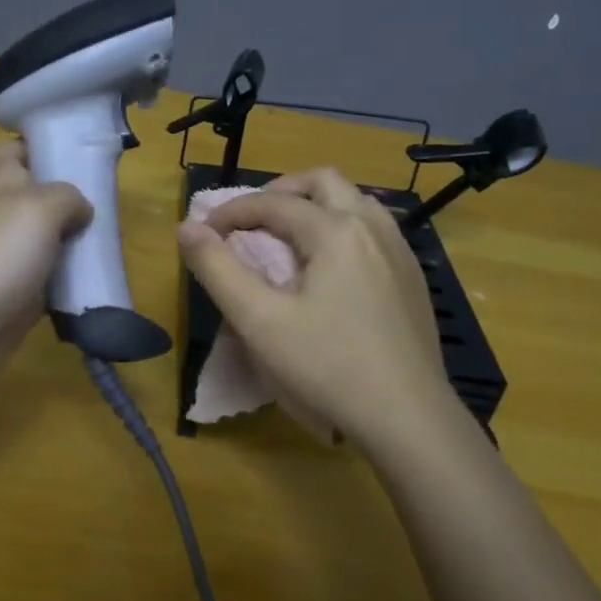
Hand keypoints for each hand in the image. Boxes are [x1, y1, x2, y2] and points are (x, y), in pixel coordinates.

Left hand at [0, 141, 90, 406]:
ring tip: (115, 244)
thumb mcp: (38, 209)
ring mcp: (9, 260)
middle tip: (110, 203)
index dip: (36, 146)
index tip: (73, 154)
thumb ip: (67, 198)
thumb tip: (80, 211)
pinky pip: (52, 282)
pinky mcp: (18, 297)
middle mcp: (2, 218)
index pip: (10, 152)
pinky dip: (72, 284)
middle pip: (38, 198)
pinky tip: (98, 284)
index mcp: (0, 186)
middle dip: (71, 199)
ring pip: (49, 242)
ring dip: (77, 244)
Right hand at [177, 168, 467, 454]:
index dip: (231, 212)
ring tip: (290, 237)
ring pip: (356, 200)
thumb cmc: (328, 367)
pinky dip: (343, 227)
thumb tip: (187, 228)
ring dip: (316, 205)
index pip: (273, 203)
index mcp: (336, 231)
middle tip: (252, 221)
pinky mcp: (413, 277)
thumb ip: (218, 270)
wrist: (409, 418)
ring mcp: (400, 251)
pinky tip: (332, 267)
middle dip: (280, 192)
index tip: (204, 234)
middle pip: (323, 182)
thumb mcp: (260, 321)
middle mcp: (373, 227)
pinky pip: (376, 228)